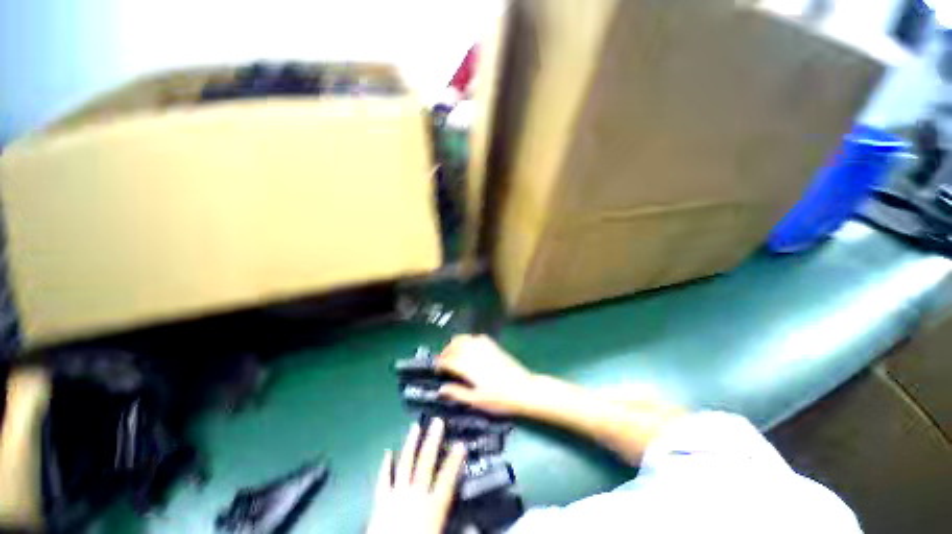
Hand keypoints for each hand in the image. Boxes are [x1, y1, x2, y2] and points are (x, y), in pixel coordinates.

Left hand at [367, 419, 465, 533]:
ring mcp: (396, 496)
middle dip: (432, 440)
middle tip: (437, 421)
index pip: (447, 478)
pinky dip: (385, 465)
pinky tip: (387, 452)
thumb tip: (473, 524)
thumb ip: (458, 529)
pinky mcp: (380, 503)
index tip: (461, 443)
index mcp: (432, 506)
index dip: (455, 460)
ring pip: (405, 464)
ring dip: (411, 444)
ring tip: (415, 426)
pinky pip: (383, 480)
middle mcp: (415, 496)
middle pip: (425, 463)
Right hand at [436, 335, 535, 415]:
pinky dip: (467, 340)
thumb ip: (457, 393)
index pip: (448, 360)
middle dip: (445, 351)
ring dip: (455, 344)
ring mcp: (484, 346)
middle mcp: (474, 352)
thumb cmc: (499, 399)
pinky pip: (475, 337)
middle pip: (454, 345)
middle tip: (443, 361)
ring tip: (453, 354)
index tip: (436, 368)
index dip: (439, 363)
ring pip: (464, 338)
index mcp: (468, 366)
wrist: (523, 389)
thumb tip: (440, 389)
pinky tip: (469, 348)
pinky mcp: (492, 344)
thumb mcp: (476, 400)